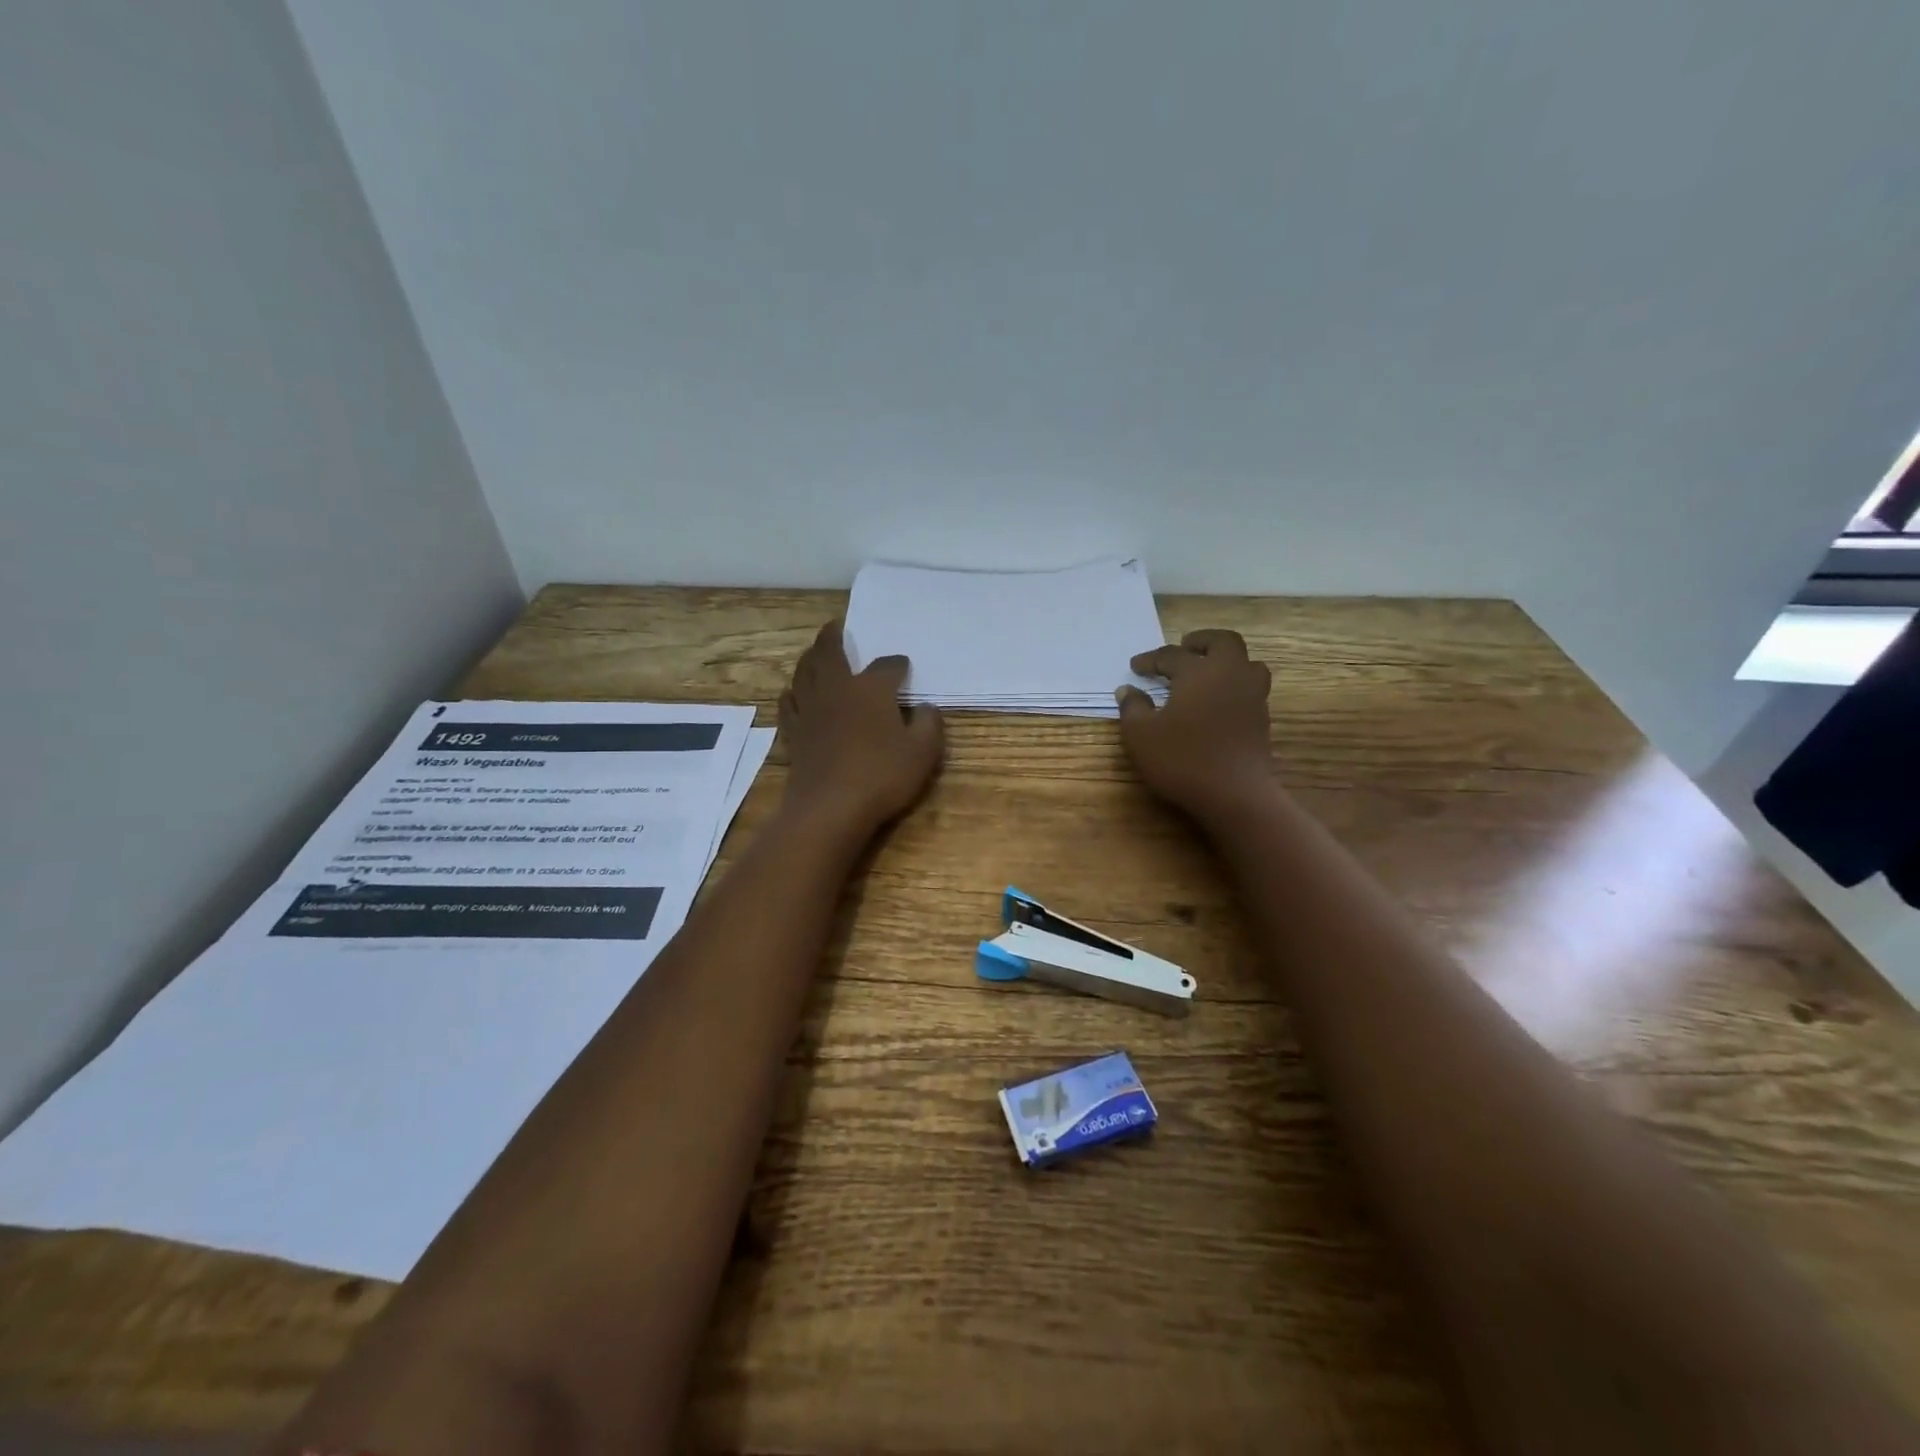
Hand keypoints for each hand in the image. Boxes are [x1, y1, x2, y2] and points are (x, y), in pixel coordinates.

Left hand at [777, 621, 944, 835]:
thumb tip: (926, 708)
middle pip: (829, 653)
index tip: (904, 666)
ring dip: (809, 658)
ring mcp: (810, 710)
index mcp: (870, 689)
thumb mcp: (923, 753)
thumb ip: (929, 725)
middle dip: (834, 637)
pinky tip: (793, 694)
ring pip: (803, 672)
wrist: (830, 807)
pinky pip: (788, 704)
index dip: (897, 664)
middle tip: (836, 627)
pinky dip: (792, 693)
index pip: (887, 666)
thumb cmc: (882, 776)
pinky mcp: (794, 733)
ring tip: (814, 653)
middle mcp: (836, 690)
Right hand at [1116, 629, 1274, 822]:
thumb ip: (1132, 708)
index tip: (1135, 667)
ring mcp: (1251, 696)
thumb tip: (1127, 690)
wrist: (1235, 794)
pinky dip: (1235, 685)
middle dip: (1201, 641)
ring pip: (1247, 663)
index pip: (1171, 655)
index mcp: (1198, 672)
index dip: (1150, 660)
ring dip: (1227, 660)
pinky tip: (1219, 701)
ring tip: (1209, 671)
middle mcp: (1229, 674)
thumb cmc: (1182, 759)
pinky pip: (1251, 688)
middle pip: (1223, 642)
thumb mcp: (1141, 735)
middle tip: (1184, 648)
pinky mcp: (1261, 718)